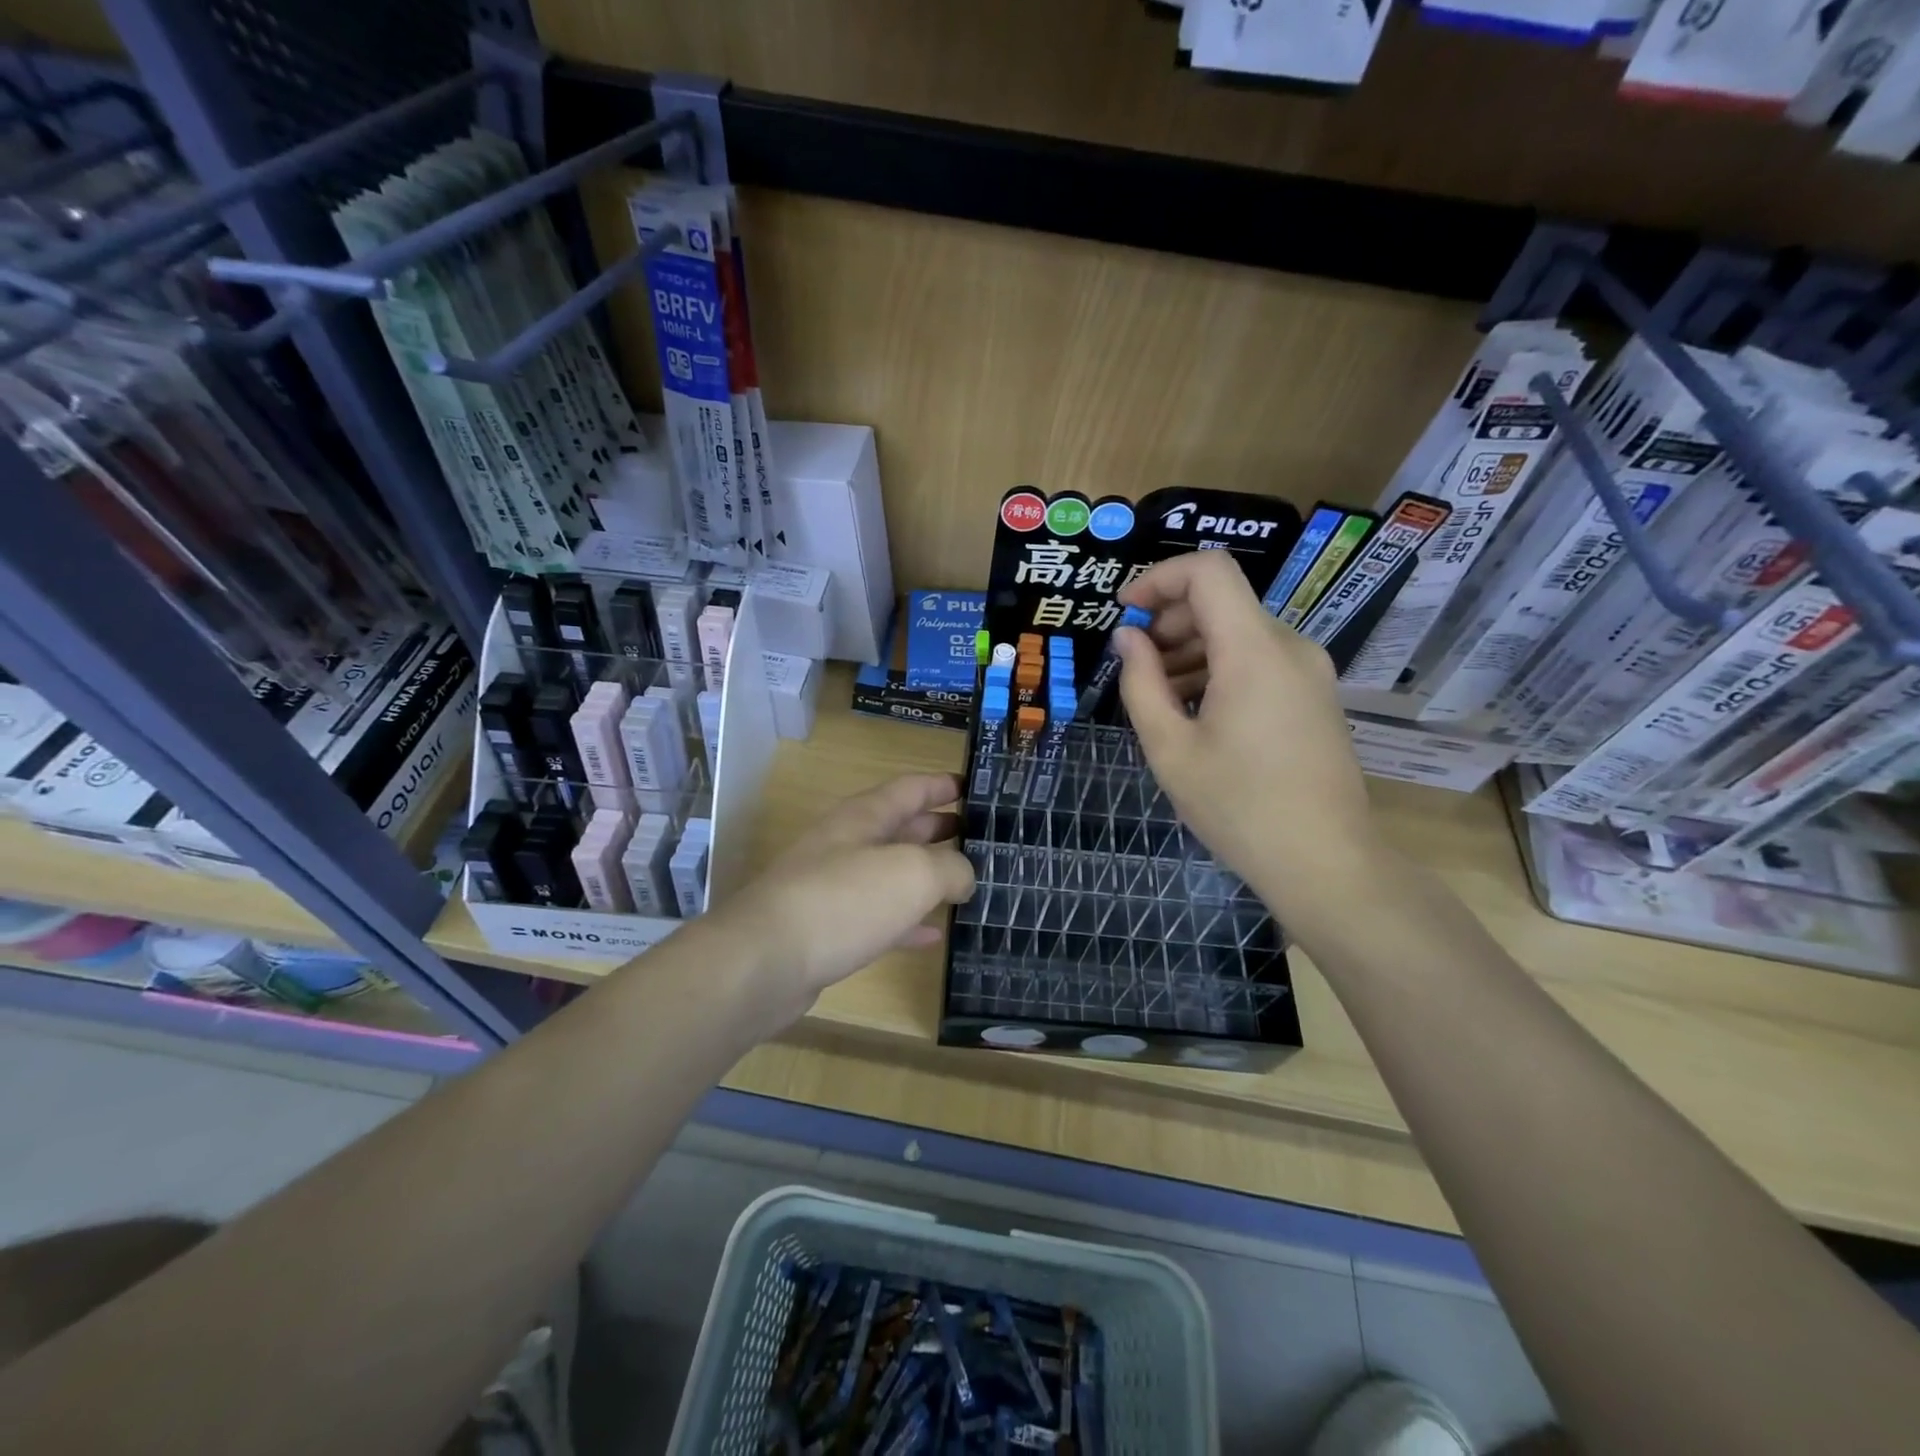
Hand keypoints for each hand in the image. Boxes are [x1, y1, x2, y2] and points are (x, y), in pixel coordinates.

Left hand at [710, 773, 975, 1033]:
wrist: (764, 962)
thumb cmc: (844, 900)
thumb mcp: (913, 872)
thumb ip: (950, 868)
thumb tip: (964, 877)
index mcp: (864, 817)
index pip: (911, 789)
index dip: (943, 785)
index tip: (975, 788)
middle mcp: (847, 845)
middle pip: (900, 828)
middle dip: (939, 828)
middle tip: (980, 838)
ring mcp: (834, 888)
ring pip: (890, 874)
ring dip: (926, 876)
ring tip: (966, 883)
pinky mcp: (828, 930)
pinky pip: (878, 919)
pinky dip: (907, 922)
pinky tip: (933, 935)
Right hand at [1114, 551, 1378, 926]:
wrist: (1325, 862)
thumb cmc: (1238, 807)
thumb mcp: (1170, 748)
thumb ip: (1141, 683)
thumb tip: (1127, 638)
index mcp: (1253, 651)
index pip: (1209, 571)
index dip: (1159, 578)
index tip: (1124, 614)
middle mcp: (1290, 647)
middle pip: (1223, 601)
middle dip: (1169, 621)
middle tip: (1134, 665)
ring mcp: (1310, 671)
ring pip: (1240, 632)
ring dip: (1192, 649)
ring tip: (1159, 696)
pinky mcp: (1315, 695)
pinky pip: (1260, 660)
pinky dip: (1220, 668)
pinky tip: (1196, 712)